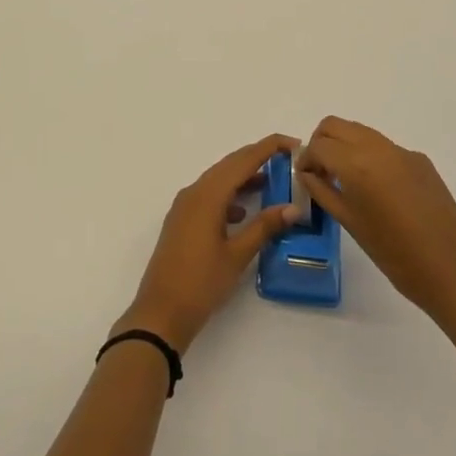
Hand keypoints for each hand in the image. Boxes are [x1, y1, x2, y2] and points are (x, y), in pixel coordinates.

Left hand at [115, 134, 301, 353]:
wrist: (160, 312)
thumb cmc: (201, 283)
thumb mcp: (237, 255)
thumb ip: (264, 227)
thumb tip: (293, 207)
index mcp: (208, 195)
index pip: (243, 160)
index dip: (268, 147)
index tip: (294, 143)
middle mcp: (194, 192)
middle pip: (229, 165)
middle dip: (258, 158)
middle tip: (288, 160)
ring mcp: (184, 206)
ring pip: (218, 180)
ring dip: (243, 177)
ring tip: (272, 183)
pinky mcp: (182, 220)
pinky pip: (209, 195)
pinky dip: (229, 195)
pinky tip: (243, 212)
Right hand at [298, 116, 455, 328]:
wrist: (455, 272)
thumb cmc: (396, 255)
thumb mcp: (350, 224)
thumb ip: (323, 192)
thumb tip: (307, 173)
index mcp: (357, 165)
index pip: (318, 145)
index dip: (306, 159)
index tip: (305, 178)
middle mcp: (378, 148)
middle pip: (336, 125)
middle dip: (321, 143)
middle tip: (321, 172)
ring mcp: (402, 152)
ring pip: (360, 132)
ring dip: (344, 146)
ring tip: (345, 180)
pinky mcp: (420, 161)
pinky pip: (384, 147)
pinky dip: (369, 156)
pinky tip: (377, 190)